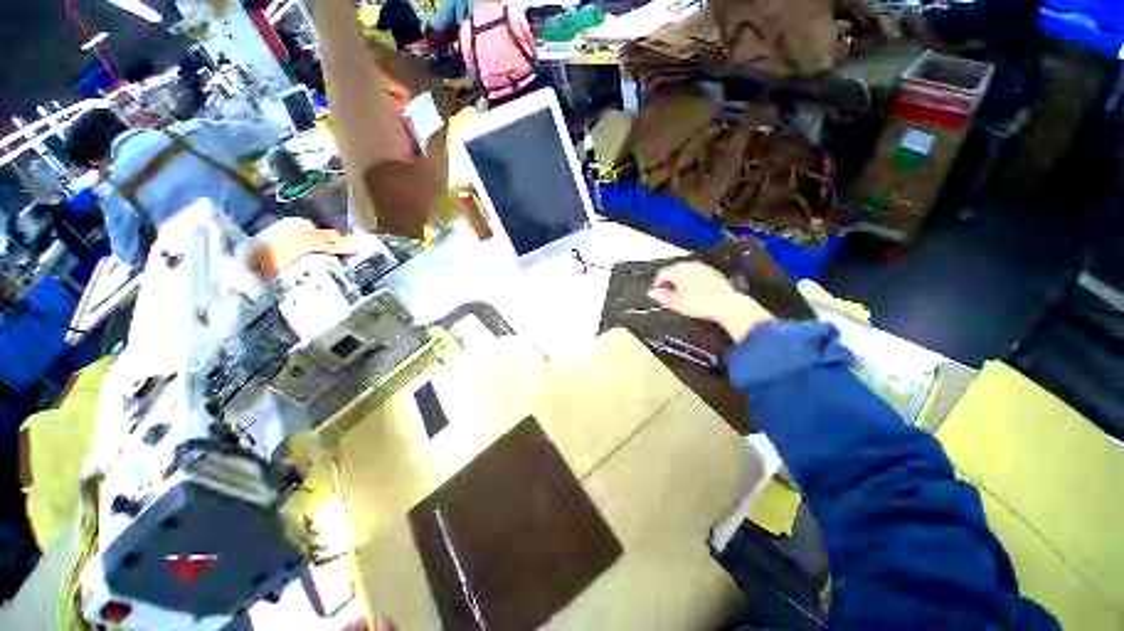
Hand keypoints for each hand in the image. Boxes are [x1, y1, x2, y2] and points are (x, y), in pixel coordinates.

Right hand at [647, 262, 773, 341]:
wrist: (727, 305)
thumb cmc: (700, 304)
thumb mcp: (676, 303)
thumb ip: (662, 296)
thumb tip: (652, 292)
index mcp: (678, 271)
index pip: (662, 273)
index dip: (657, 283)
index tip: (657, 293)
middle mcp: (689, 266)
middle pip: (673, 270)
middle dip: (668, 280)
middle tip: (667, 293)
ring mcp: (702, 268)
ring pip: (685, 270)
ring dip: (680, 279)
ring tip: (680, 292)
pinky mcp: (713, 272)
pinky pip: (697, 273)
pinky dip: (691, 279)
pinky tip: (694, 290)